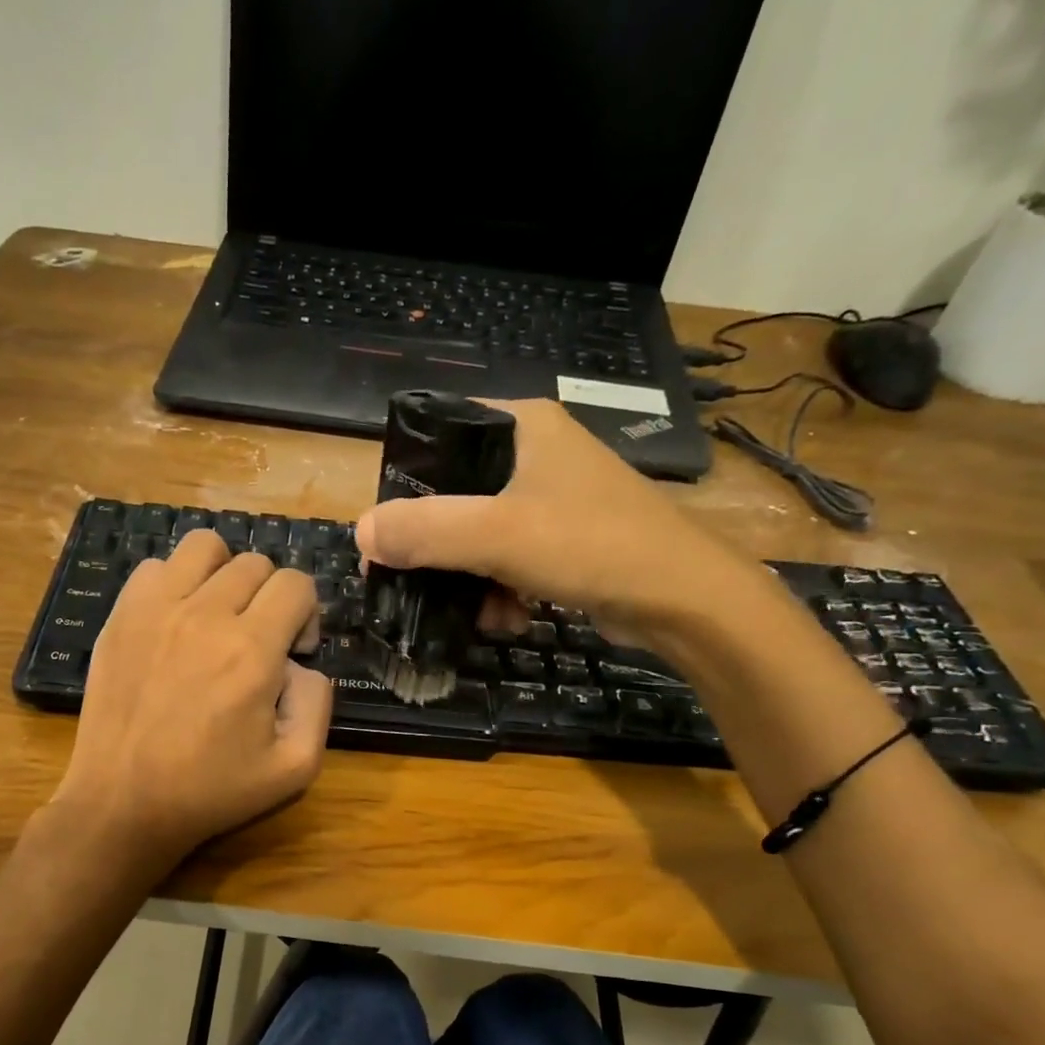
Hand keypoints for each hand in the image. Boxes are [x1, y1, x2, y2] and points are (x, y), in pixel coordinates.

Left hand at [48, 529, 332, 872]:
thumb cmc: (211, 792)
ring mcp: (156, 609)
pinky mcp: (121, 616)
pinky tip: (177, 621)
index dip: (306, 614)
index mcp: (252, 650)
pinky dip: (176, 583)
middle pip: (256, 562)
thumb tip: (301, 663)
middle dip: (270, 596)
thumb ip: (318, 703)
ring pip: (205, 547)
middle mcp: (205, 614)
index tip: (292, 652)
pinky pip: (157, 567)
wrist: (123, 803)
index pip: (296, 583)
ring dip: (224, 573)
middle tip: (258, 641)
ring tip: (219, 615)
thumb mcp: (295, 767)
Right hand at [354, 398, 772, 651]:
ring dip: (468, 580)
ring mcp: (553, 498)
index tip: (385, 537)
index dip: (402, 486)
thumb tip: (360, 533)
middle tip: (414, 586)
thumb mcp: (497, 534)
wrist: (684, 599)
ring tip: (478, 614)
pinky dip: (500, 591)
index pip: (436, 438)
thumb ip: (424, 530)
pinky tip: (509, 619)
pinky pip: (509, 560)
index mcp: (521, 425)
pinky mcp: (566, 539)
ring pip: (479, 535)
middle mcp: (536, 452)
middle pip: (454, 496)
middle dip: (436, 549)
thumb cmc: (592, 546)